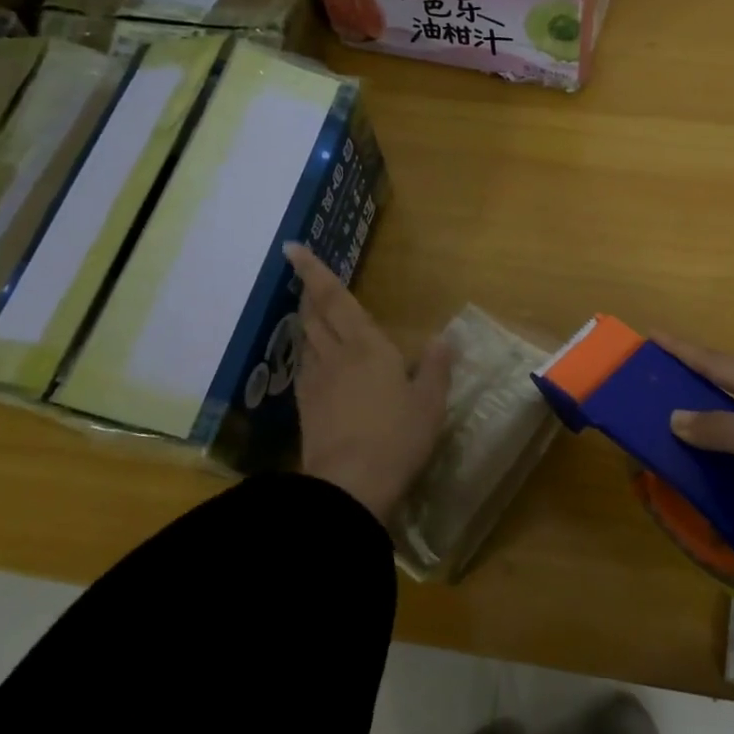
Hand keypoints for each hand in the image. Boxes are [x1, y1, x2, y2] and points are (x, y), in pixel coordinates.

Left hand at [285, 243, 452, 521]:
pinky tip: (315, 363)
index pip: (336, 299)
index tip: (291, 248)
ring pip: (306, 341)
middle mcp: (336, 356)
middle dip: (309, 294)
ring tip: (311, 314)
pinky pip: (305, 369)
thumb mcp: (430, 403)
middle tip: (305, 280)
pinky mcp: (306, 409)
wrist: (350, 485)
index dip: (314, 272)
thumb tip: (442, 338)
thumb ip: (435, 368)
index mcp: (367, 347)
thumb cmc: (397, 438)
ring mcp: (316, 383)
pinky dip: (308, 355)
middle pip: (315, 316)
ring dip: (307, 322)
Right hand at [656, 334, 733, 554]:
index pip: (716, 362)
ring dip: (710, 418)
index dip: (681, 349)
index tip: (650, 335)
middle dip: (692, 380)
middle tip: (655, 381)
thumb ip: (718, 429)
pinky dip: (731, 450)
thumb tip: (675, 417)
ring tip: (677, 424)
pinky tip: (719, 465)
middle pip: (729, 384)